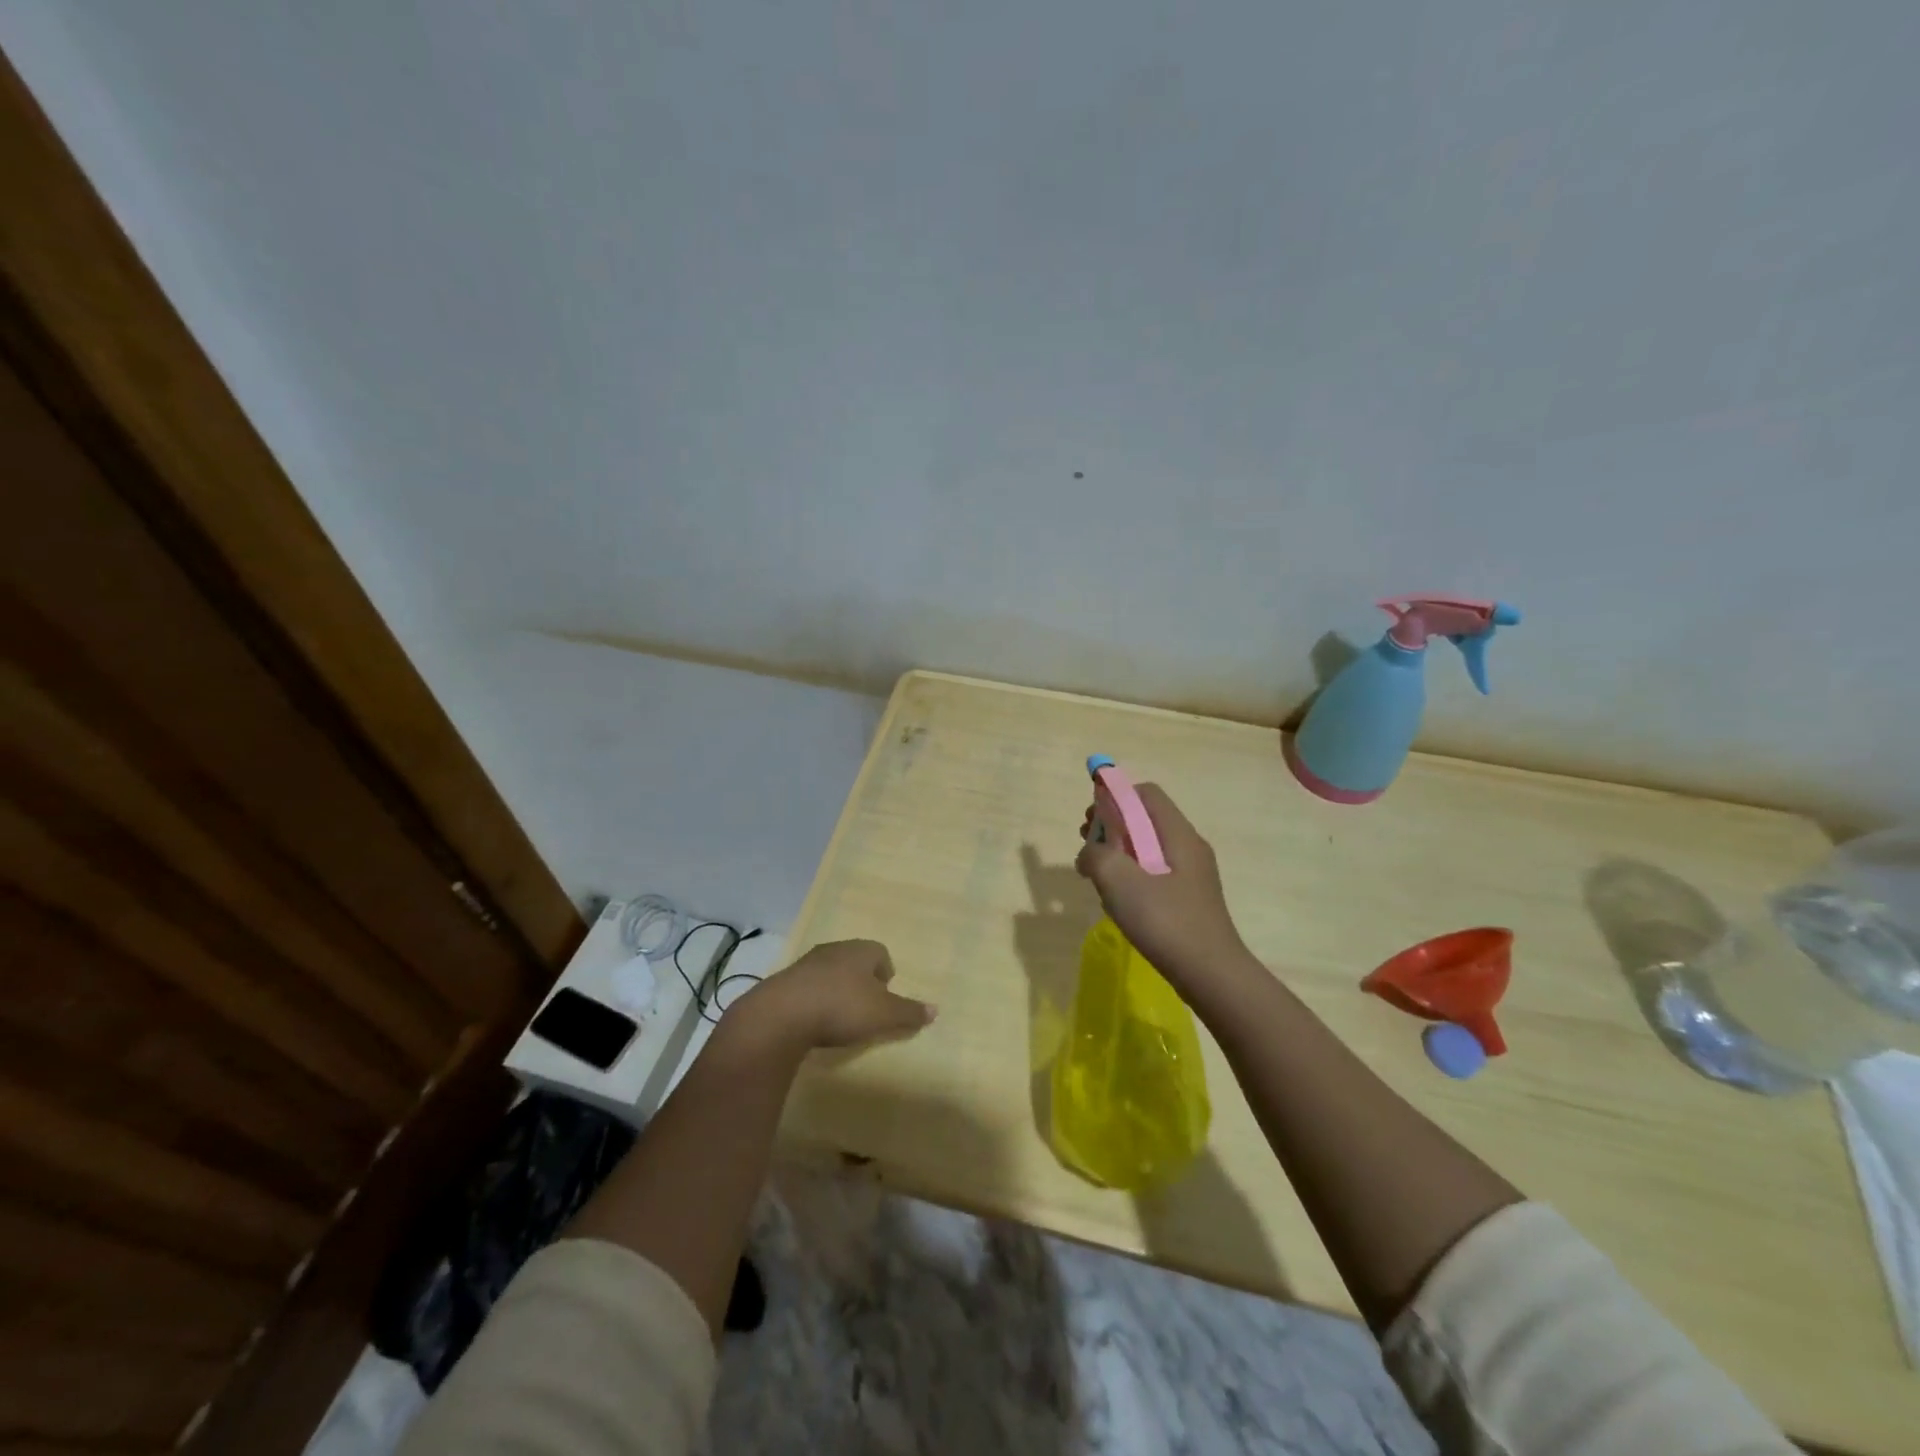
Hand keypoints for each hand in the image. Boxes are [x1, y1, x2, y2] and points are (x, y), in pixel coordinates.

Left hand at [730, 939, 935, 1053]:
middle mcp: (836, 949)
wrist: (782, 1014)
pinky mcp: (786, 981)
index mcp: (862, 950)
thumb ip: (909, 1012)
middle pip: (855, 960)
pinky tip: (814, 1020)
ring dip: (836, 990)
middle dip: (862, 981)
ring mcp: (807, 963)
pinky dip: (815, 999)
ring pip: (831, 972)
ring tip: (839, 1017)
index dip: (886, 974)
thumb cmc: (842, 1007)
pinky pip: (809, 986)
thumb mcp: (883, 1015)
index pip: (881, 953)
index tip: (885, 997)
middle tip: (865, 1008)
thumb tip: (936, 1010)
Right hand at [1076, 783, 1260, 1002]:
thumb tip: (1090, 852)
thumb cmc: (1166, 921)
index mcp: (1178, 835)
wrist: (1211, 975)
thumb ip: (1097, 855)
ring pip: (1148, 848)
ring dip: (1118, 854)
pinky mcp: (1188, 898)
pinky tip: (1118, 902)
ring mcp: (1191, 874)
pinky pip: (1155, 873)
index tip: (1092, 820)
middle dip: (1112, 827)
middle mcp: (1189, 847)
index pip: (1146, 793)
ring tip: (1097, 877)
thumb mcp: (1120, 882)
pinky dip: (1132, 877)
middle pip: (1146, 819)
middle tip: (1087, 848)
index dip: (1115, 797)